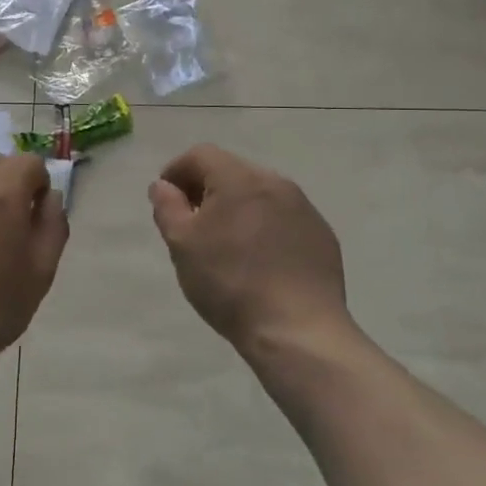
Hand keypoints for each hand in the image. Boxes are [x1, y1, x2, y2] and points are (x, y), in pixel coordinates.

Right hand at [148, 145, 353, 359]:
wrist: (297, 330)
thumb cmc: (229, 282)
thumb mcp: (181, 244)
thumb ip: (167, 206)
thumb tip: (163, 185)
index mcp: (239, 178)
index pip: (200, 155)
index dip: (176, 171)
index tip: (167, 200)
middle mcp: (275, 182)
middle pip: (231, 171)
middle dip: (206, 189)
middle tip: (191, 223)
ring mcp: (304, 209)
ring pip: (259, 194)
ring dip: (237, 208)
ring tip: (225, 244)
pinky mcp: (322, 235)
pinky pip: (283, 218)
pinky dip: (264, 227)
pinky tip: (259, 261)